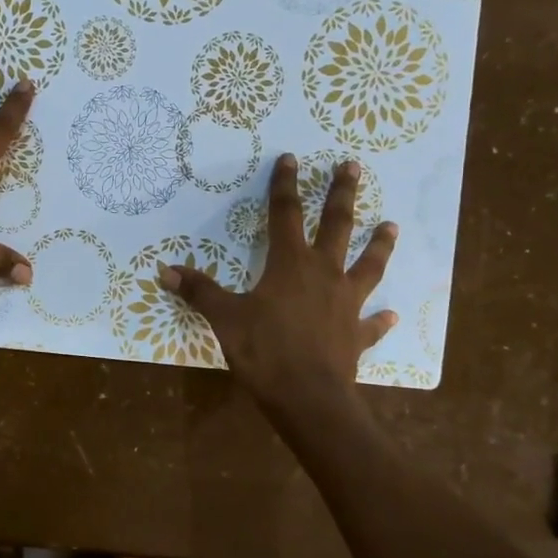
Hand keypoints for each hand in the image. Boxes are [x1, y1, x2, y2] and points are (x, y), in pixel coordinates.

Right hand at [158, 153, 398, 410]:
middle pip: (337, 226)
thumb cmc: (264, 352)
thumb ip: (200, 292)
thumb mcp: (225, 318)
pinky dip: (380, 319)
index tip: (290, 158)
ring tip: (392, 225)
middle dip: (342, 194)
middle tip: (353, 166)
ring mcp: (345, 303)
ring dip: (379, 245)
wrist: (308, 398)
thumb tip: (166, 271)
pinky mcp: (355, 334)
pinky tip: (390, 314)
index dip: (285, 185)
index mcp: (290, 264)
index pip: (286, 214)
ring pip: (368, 266)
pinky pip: (371, 323)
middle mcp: (324, 274)